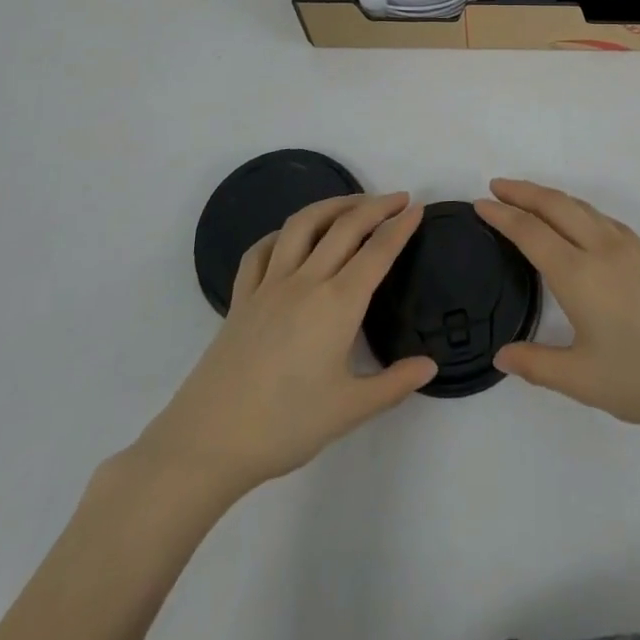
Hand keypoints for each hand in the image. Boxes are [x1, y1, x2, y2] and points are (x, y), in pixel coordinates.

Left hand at [130, 193, 435, 498]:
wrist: (208, 441)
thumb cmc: (285, 426)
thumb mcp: (350, 410)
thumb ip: (394, 384)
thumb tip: (430, 366)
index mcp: (337, 304)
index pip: (377, 252)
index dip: (400, 227)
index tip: (418, 208)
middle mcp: (305, 281)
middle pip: (344, 227)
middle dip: (375, 206)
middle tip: (398, 198)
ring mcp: (268, 285)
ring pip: (302, 225)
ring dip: (331, 205)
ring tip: (351, 203)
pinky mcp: (240, 297)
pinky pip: (261, 251)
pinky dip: (281, 234)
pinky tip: (290, 237)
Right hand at [475, 180, 639, 444]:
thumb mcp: (582, 380)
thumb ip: (537, 364)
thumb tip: (501, 356)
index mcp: (579, 274)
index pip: (530, 232)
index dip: (502, 216)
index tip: (480, 204)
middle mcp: (602, 248)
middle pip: (555, 205)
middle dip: (523, 191)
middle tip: (496, 186)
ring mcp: (629, 247)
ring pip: (581, 207)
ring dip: (550, 196)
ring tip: (529, 198)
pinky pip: (601, 217)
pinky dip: (576, 208)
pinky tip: (576, 222)